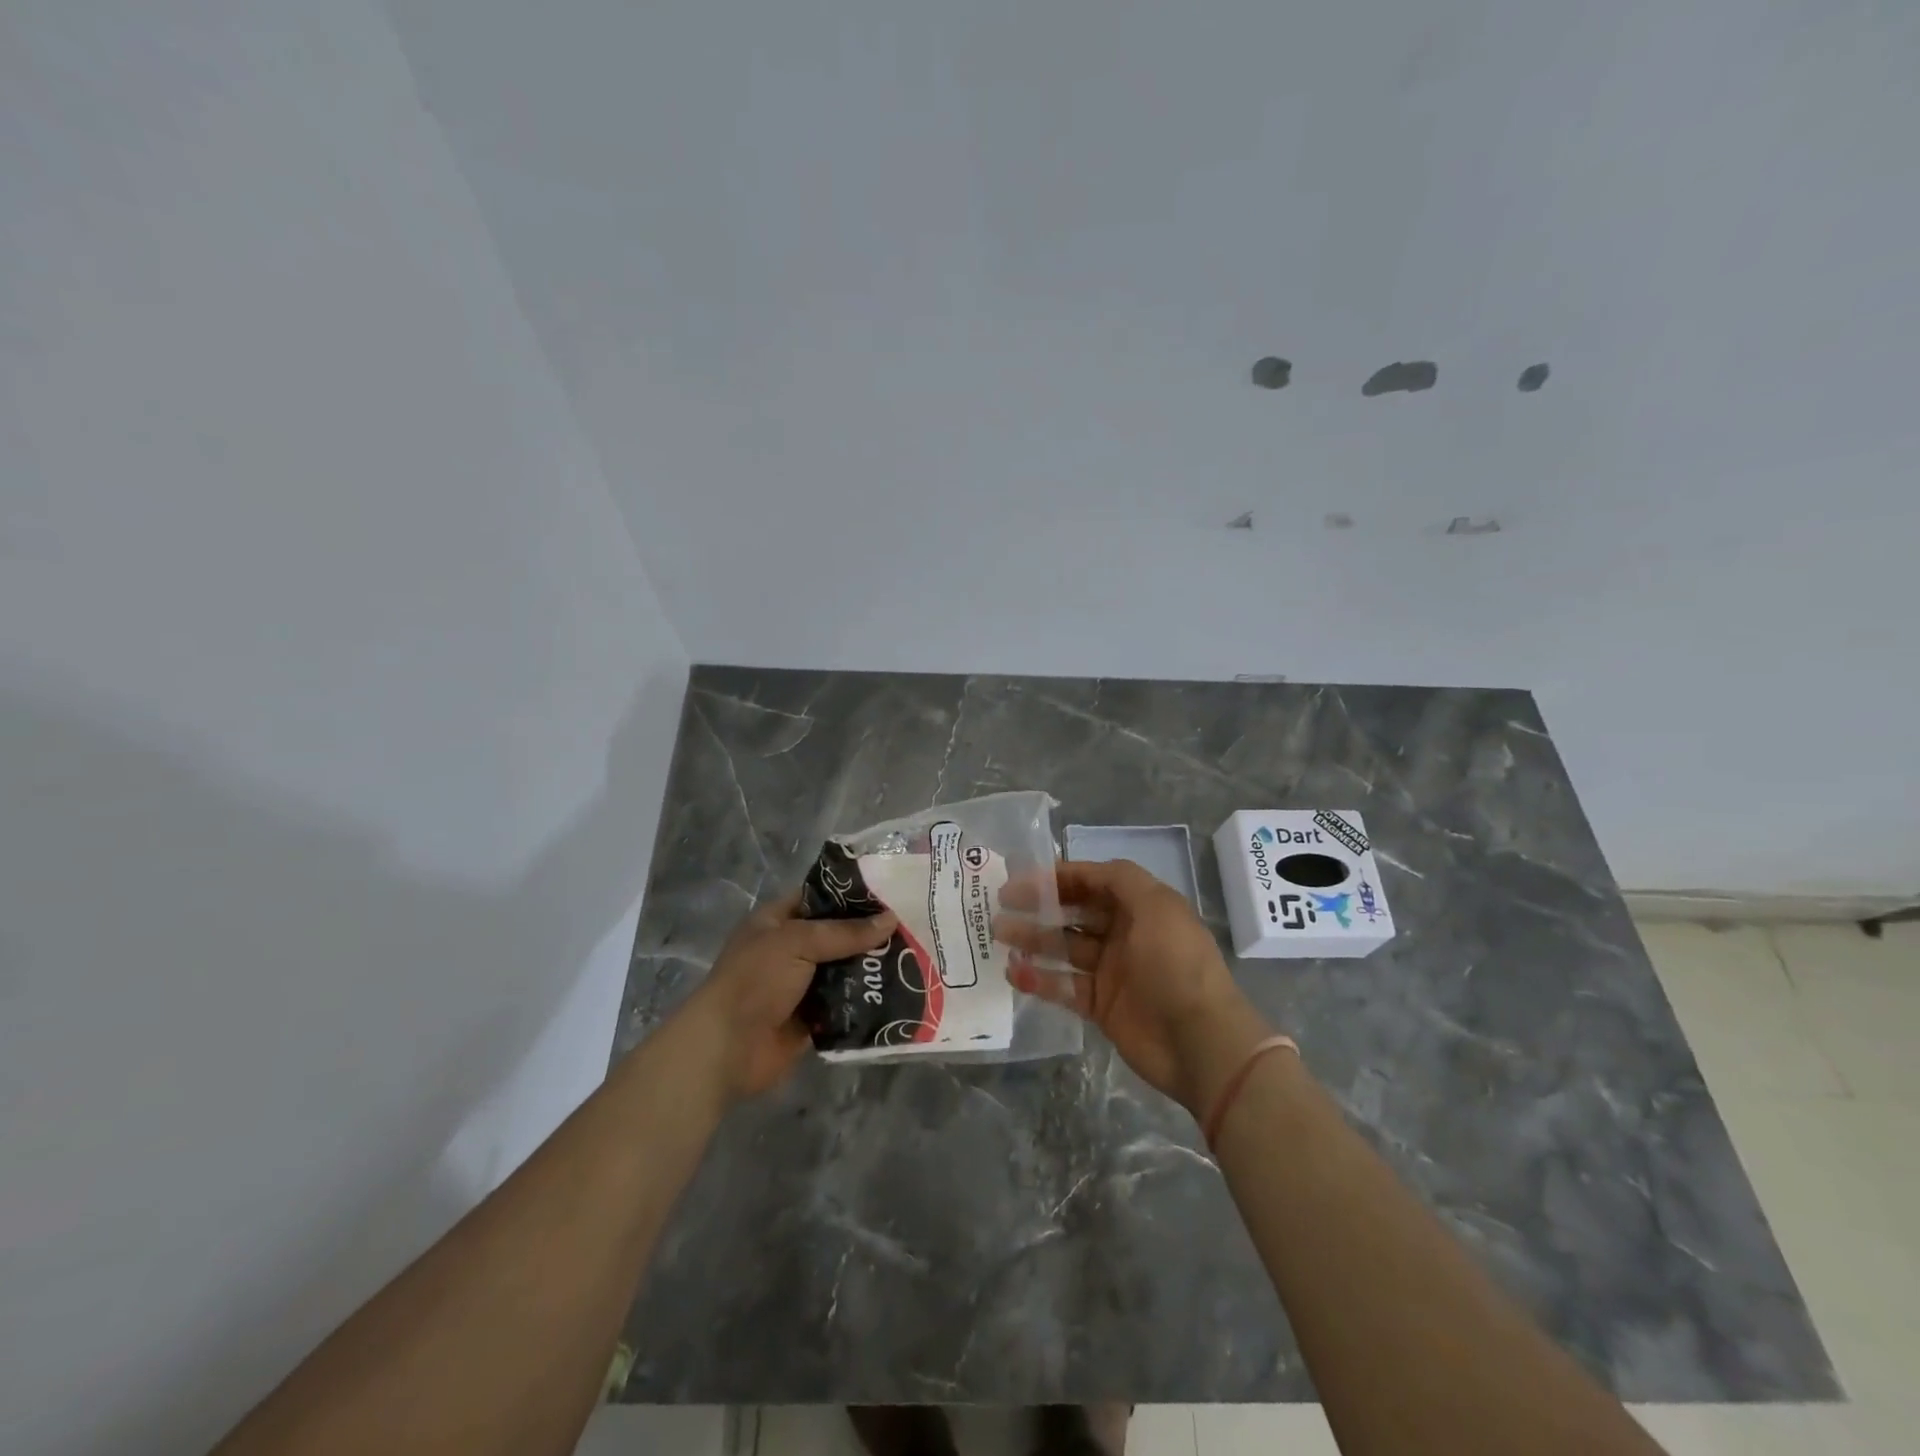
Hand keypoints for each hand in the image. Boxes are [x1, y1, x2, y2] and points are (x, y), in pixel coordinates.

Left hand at [679, 891, 896, 1102]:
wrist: (727, 1048)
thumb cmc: (756, 980)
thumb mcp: (798, 942)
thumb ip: (845, 932)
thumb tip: (891, 920)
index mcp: (777, 921)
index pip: (819, 898)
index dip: (851, 895)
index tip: (890, 893)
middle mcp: (789, 949)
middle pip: (836, 935)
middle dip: (869, 933)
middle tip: (912, 925)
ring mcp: (800, 985)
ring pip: (844, 969)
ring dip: (871, 967)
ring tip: (915, 956)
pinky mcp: (812, 1018)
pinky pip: (845, 1003)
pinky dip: (866, 999)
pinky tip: (899, 991)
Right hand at [998, 860, 1268, 1113]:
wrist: (1200, 1041)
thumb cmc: (1176, 964)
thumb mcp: (1156, 906)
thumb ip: (1120, 880)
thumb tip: (1084, 870)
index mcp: (1141, 907)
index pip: (1093, 881)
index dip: (1059, 877)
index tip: (1023, 879)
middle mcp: (1125, 934)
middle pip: (1075, 913)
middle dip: (1040, 906)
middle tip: (1001, 905)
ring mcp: (1112, 971)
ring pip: (1064, 948)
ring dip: (1033, 940)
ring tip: (998, 935)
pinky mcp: (1102, 1006)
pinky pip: (1064, 987)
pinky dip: (1039, 979)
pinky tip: (1014, 972)